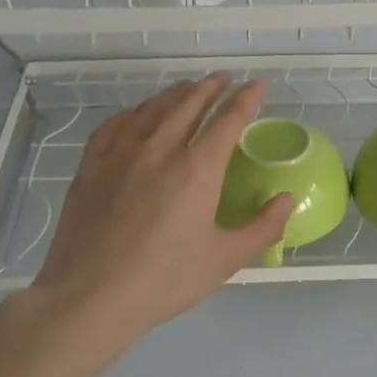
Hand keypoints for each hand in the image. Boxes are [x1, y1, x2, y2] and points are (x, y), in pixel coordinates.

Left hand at [18, 75, 292, 346]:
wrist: (90, 296)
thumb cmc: (165, 281)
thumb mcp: (225, 260)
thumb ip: (263, 227)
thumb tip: (286, 198)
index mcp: (197, 170)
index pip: (227, 121)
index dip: (245, 100)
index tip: (256, 85)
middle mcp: (160, 149)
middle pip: (188, 104)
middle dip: (210, 88)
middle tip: (223, 79)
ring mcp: (121, 154)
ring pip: (152, 109)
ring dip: (175, 94)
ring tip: (187, 89)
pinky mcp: (91, 166)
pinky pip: (116, 125)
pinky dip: (134, 112)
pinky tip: (137, 115)